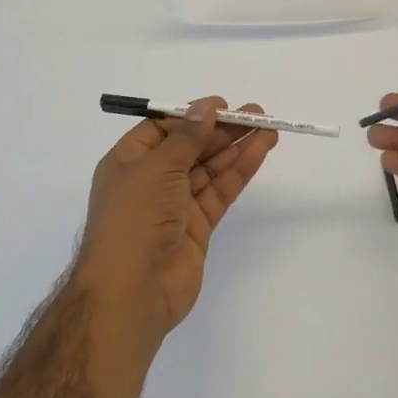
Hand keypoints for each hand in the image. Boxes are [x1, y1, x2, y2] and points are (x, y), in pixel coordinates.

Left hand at [78, 98, 277, 339]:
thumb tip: (205, 109)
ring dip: (236, 148)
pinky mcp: (197, 227)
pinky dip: (239, 172)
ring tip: (268, 128)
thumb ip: (187, 138)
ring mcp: (175, 205)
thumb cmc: (134, 219)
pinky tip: (259, 152)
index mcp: (128, 162)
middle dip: (221, 130)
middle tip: (256, 113)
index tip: (221, 106)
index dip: (191, 116)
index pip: (162, 130)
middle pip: (191, 147)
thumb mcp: (157, 168)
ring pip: (209, 169)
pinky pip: (220, 192)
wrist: (131, 291)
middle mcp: (150, 181)